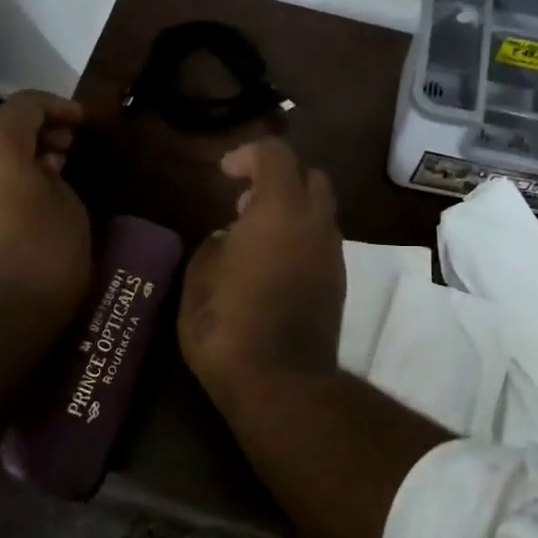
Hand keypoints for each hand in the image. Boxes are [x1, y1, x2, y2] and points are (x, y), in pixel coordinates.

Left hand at [0, 92, 92, 323]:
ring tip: (50, 167)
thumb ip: (54, 172)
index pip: (24, 105)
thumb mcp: (67, 204)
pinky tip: (26, 192)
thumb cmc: (45, 255)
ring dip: (14, 149)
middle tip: (67, 143)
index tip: (83, 121)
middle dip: (33, 126)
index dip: (58, 107)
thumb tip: (42, 166)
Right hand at [178, 136, 344, 410]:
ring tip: (254, 237)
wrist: (281, 383)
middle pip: (312, 176)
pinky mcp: (338, 283)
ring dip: (291, 210)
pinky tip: (272, 265)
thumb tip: (228, 239)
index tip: (224, 173)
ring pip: (320, 211)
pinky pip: (322, 242)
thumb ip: (214, 245)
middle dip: (280, 177)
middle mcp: (315, 223)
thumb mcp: (199, 278)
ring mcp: (332, 254)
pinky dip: (300, 237)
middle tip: (244, 201)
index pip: (276, 155)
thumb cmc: (228, 325)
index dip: (248, 154)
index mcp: (279, 210)